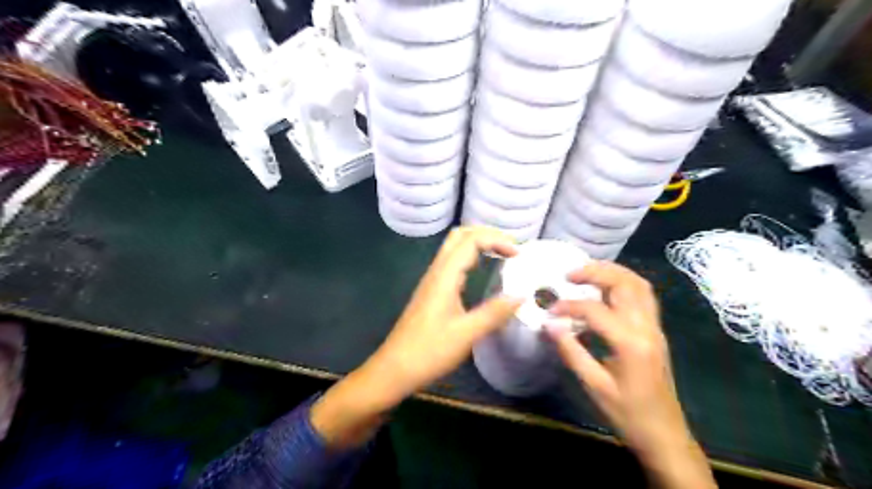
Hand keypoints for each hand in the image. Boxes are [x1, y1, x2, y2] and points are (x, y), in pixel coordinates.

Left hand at [365, 227, 519, 398]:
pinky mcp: (432, 292)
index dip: (497, 240)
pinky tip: (481, 272)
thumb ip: (495, 313)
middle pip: (460, 236)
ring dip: (478, 244)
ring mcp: (432, 281)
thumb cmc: (429, 351)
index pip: (471, 240)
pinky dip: (471, 257)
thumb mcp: (466, 334)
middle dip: (487, 234)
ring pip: (454, 248)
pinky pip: (452, 263)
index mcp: (444, 276)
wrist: (394, 369)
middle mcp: (437, 272)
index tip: (519, 255)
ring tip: (502, 254)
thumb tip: (522, 295)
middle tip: (511, 247)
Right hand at [547, 262, 710, 486]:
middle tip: (570, 274)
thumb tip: (550, 324)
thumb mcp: (595, 386)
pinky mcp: (655, 331)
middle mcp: (647, 328)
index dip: (569, 306)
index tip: (550, 311)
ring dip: (612, 272)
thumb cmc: (629, 415)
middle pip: (626, 283)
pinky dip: (622, 283)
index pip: (596, 310)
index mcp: (631, 344)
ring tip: (586, 273)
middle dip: (596, 272)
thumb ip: (572, 351)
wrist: (665, 435)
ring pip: (639, 285)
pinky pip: (642, 296)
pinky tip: (604, 289)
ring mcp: (655, 328)